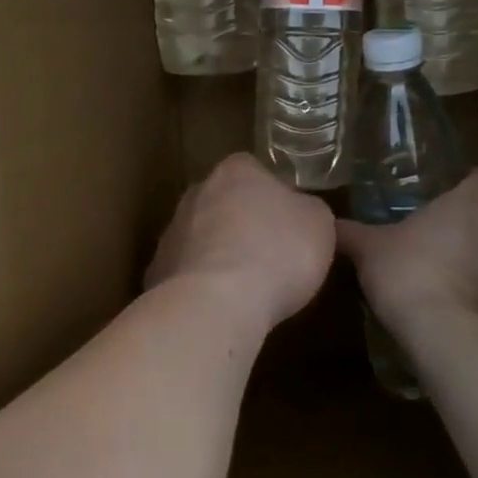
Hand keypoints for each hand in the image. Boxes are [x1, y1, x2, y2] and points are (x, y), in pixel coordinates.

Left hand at [146, 153, 335, 330]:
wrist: (217, 303)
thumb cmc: (277, 253)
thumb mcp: (319, 224)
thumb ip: (308, 210)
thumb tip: (300, 212)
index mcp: (236, 170)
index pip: (255, 171)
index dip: (275, 196)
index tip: (290, 224)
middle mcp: (197, 192)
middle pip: (225, 203)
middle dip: (243, 224)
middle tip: (271, 255)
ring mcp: (172, 232)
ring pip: (203, 238)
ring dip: (221, 255)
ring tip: (248, 288)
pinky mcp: (158, 271)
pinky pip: (188, 273)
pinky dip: (203, 286)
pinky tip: (221, 307)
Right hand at [336, 168, 477, 335]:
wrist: (446, 335)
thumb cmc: (409, 273)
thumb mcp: (368, 249)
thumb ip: (350, 233)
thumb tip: (328, 222)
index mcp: (465, 208)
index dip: (473, 180)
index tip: (455, 185)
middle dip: (477, 217)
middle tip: (444, 224)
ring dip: (475, 254)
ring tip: (441, 264)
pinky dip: (472, 288)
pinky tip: (445, 299)